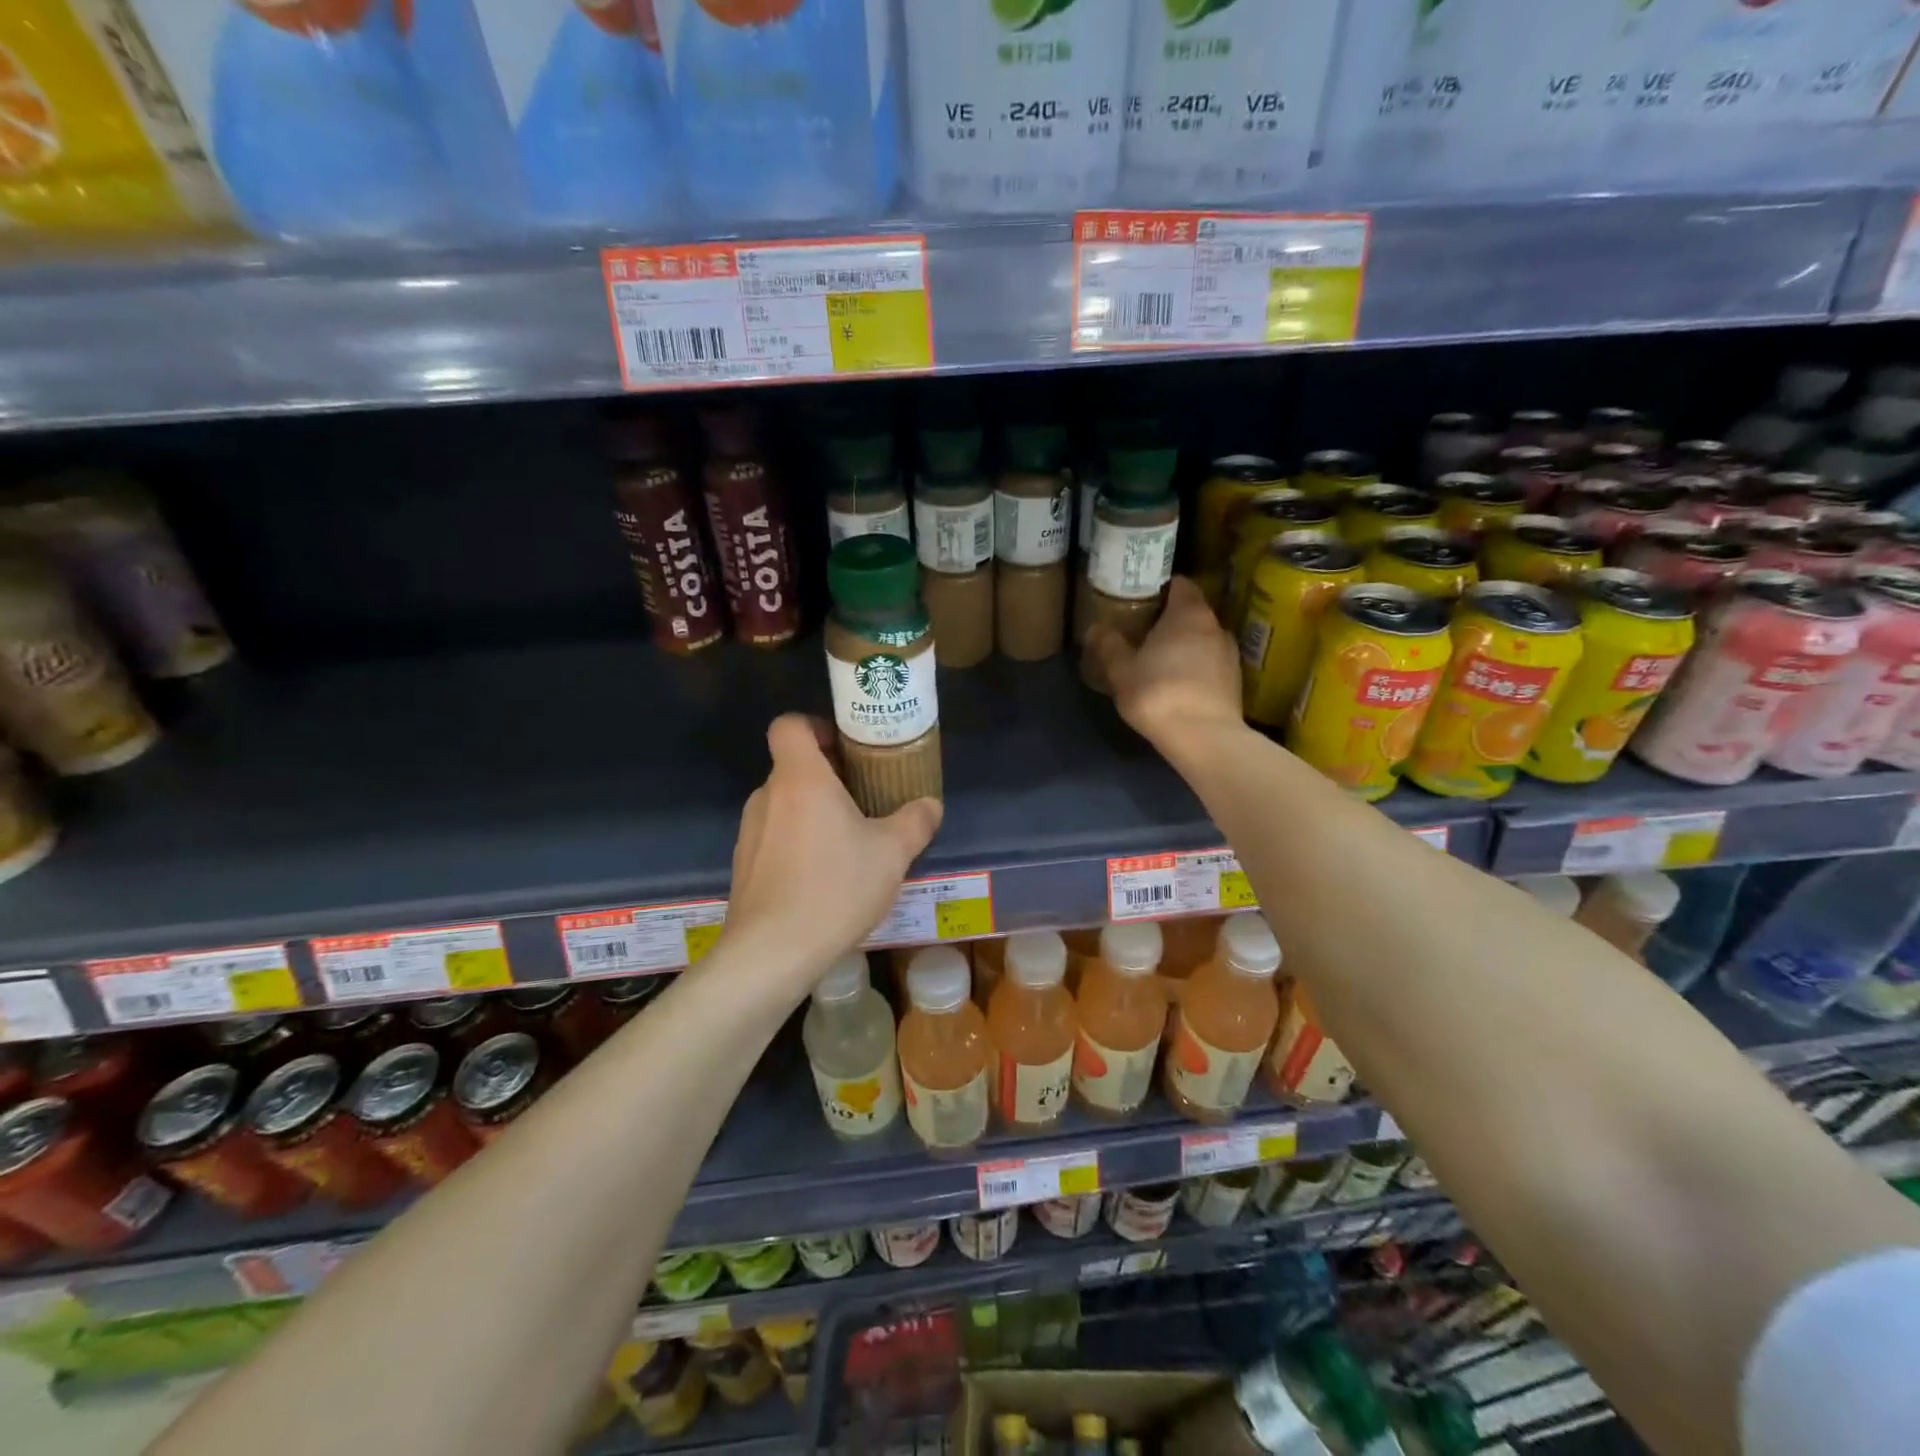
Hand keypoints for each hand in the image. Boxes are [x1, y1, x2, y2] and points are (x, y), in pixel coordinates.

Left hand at [723, 714, 941, 992]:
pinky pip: (774, 837)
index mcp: (800, 778)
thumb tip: (930, 805)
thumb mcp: (892, 853)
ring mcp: (750, 832)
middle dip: (827, 776)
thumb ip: (915, 822)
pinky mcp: (743, 865)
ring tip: (848, 842)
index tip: (845, 748)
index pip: (790, 725)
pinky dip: (797, 843)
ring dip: (813, 812)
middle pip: (793, 767)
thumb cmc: (835, 888)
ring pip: (784, 804)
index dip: (816, 726)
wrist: (772, 952)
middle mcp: (768, 796)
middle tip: (863, 798)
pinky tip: (823, 877)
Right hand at [1088, 577, 1243, 748]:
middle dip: (1171, 618)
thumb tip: (1095, 628)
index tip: (1142, 598)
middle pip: (1192, 611)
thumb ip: (1109, 645)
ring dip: (1185, 644)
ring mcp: (1229, 653)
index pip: (1180, 584)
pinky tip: (1179, 682)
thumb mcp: (1121, 670)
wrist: (1203, 737)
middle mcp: (1215, 625)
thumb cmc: (1158, 693)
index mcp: (1188, 613)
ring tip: (1161, 658)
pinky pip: (1211, 662)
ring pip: (1203, 638)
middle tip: (1144, 630)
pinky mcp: (1235, 680)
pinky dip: (1196, 665)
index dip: (1161, 588)